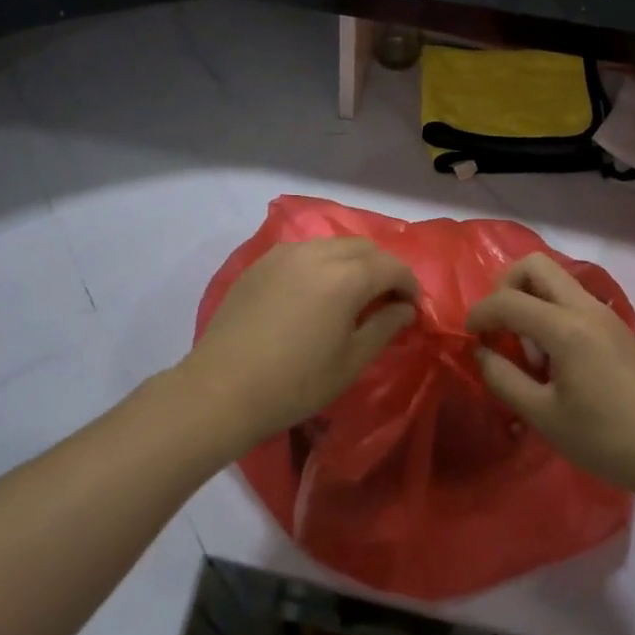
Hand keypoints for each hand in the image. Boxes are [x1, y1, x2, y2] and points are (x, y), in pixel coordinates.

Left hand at [180, 238, 419, 456]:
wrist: (221, 389)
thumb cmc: (294, 384)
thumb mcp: (350, 362)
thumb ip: (384, 327)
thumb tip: (405, 308)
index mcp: (346, 277)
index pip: (391, 266)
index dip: (409, 283)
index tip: (413, 307)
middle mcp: (317, 253)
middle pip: (364, 247)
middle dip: (383, 268)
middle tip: (387, 299)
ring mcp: (286, 253)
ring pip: (333, 244)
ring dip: (352, 262)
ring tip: (352, 294)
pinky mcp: (262, 261)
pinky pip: (305, 251)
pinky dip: (322, 263)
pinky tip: (316, 291)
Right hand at [467, 254, 634, 502]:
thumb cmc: (607, 440)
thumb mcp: (544, 417)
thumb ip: (504, 378)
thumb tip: (482, 351)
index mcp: (566, 327)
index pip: (509, 300)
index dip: (480, 313)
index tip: (469, 335)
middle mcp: (585, 307)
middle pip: (534, 266)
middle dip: (506, 287)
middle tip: (499, 325)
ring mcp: (604, 313)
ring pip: (555, 279)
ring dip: (531, 300)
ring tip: (531, 352)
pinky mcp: (616, 326)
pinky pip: (572, 298)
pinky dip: (551, 311)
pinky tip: (555, 358)